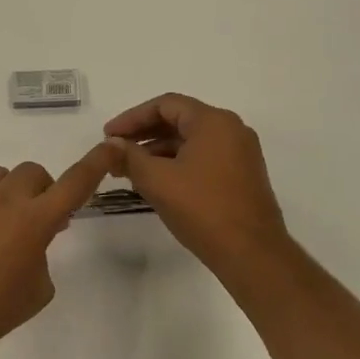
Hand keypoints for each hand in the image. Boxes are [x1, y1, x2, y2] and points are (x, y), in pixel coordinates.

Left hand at [0, 144, 118, 357]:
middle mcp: (6, 199)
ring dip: (11, 192)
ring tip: (2, 223)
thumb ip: (43, 250)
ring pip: (1, 175)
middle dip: (42, 191)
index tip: (111, 147)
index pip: (76, 182)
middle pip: (34, 173)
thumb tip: (32, 235)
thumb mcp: (39, 286)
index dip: (96, 163)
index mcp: (36, 219)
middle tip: (38, 219)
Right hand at [103, 93, 293, 276]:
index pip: (165, 105)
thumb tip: (111, 144)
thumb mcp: (156, 179)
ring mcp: (240, 154)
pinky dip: (176, 163)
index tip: (108, 135)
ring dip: (158, 151)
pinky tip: (156, 182)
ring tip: (130, 170)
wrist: (251, 254)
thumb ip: (129, 156)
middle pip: (178, 120)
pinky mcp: (241, 176)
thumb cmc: (202, 208)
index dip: (132, 117)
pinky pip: (202, 158)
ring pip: (190, 141)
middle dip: (143, 134)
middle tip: (116, 151)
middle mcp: (231, 130)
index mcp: (213, 122)